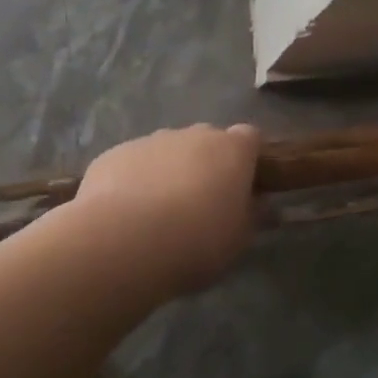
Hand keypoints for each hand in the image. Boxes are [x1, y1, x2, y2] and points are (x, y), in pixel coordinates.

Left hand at [74, 123, 260, 293]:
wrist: (124, 242)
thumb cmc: (196, 241)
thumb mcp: (238, 239)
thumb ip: (252, 216)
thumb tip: (263, 205)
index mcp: (231, 150)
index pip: (250, 138)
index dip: (247, 160)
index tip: (244, 186)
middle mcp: (192, 135)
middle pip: (206, 141)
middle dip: (206, 164)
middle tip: (201, 203)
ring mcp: (150, 141)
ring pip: (167, 151)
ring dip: (169, 172)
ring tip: (159, 214)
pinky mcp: (113, 155)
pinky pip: (133, 164)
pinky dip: (135, 181)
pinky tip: (126, 215)